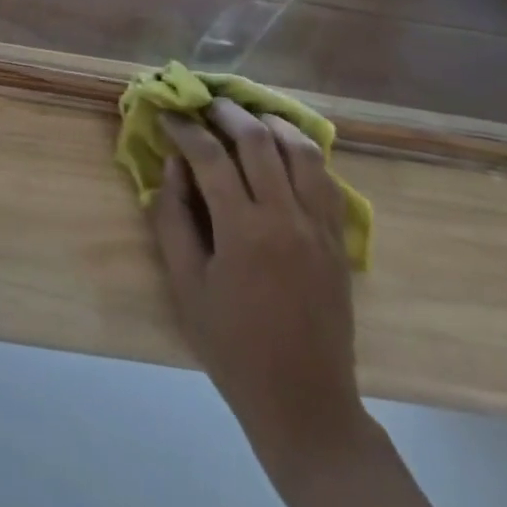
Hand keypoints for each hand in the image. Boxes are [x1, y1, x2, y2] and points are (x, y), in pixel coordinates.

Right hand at [151, 102, 365, 479]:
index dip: (185, 129)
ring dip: (272, 123)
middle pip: (258, 140)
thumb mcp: (186, 285)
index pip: (210, 156)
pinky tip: (285, 150)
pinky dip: (304, 153)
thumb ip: (173, 218)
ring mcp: (319, 227)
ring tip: (248, 115)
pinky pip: (326, 179)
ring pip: (302, 150)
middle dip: (227, 113)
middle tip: (205, 103)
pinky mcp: (339, 240)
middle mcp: (286, 217)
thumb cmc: (232, 346)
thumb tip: (172, 165)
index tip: (168, 115)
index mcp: (243, 230)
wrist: (303, 402)